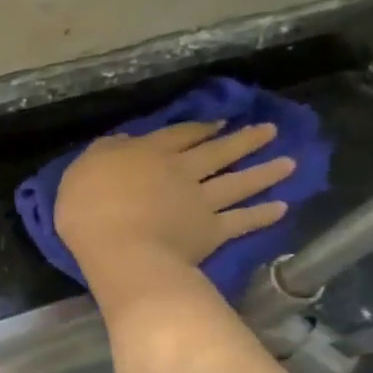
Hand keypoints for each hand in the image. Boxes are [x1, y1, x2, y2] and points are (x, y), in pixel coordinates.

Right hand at [54, 121, 296, 283]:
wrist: (120, 249)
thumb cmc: (89, 209)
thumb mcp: (82, 170)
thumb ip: (105, 154)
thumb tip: (123, 143)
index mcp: (148, 153)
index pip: (179, 135)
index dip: (200, 128)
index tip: (220, 122)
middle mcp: (182, 171)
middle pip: (217, 152)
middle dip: (244, 140)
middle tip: (270, 131)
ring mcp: (201, 201)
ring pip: (238, 182)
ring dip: (265, 172)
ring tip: (289, 163)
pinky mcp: (212, 232)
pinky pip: (242, 221)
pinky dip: (263, 214)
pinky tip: (282, 208)